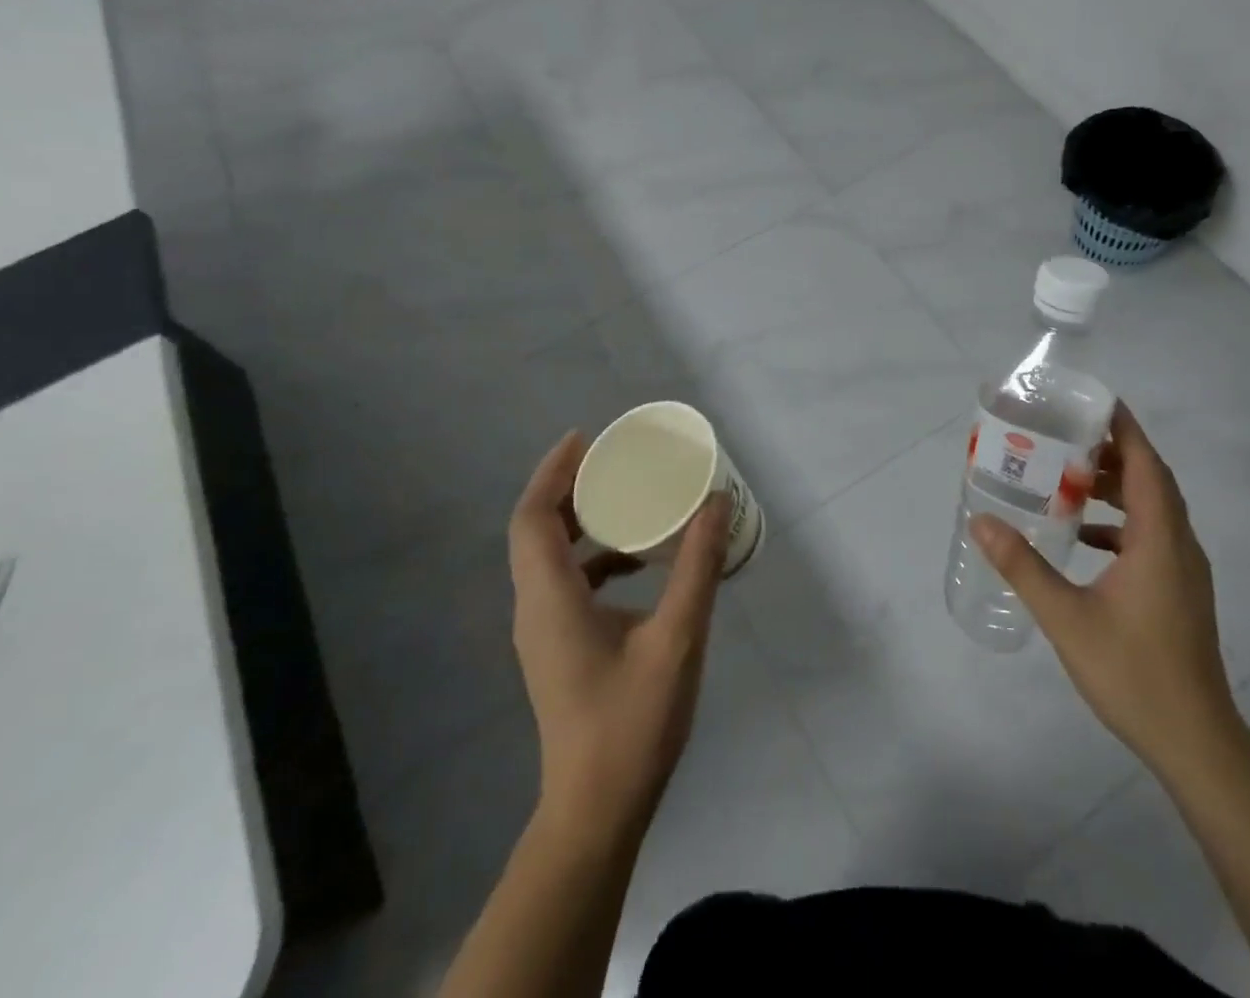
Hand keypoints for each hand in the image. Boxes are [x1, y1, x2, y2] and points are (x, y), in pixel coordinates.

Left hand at [507, 431, 730, 827]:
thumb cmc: (632, 722)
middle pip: (537, 531)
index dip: (553, 473)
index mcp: (551, 599)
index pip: (533, 518)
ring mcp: (543, 632)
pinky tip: (638, 563)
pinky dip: (596, 557)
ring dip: (583, 522)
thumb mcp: (678, 637)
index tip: (585, 439)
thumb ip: (697, 566)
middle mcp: (535, 609)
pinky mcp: (558, 649)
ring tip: (630, 501)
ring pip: (550, 558)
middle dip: (570, 488)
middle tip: (615, 462)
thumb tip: (716, 502)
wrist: (597, 811)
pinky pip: (567, 583)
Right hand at [970, 402, 1237, 764]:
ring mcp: (1184, 570)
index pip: (1146, 464)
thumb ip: (1023, 566)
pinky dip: (1121, 523)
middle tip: (1067, 438)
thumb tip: (981, 521)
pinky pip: (1152, 536)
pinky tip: (1086, 537)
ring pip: (1154, 508)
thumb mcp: (1066, 617)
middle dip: (1113, 452)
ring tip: (1071, 478)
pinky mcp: (1181, 591)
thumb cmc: (1132, 673)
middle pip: (1151, 480)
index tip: (1093, 402)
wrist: (1195, 741)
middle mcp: (1179, 545)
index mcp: (1159, 539)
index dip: (1124, 428)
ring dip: (1118, 487)